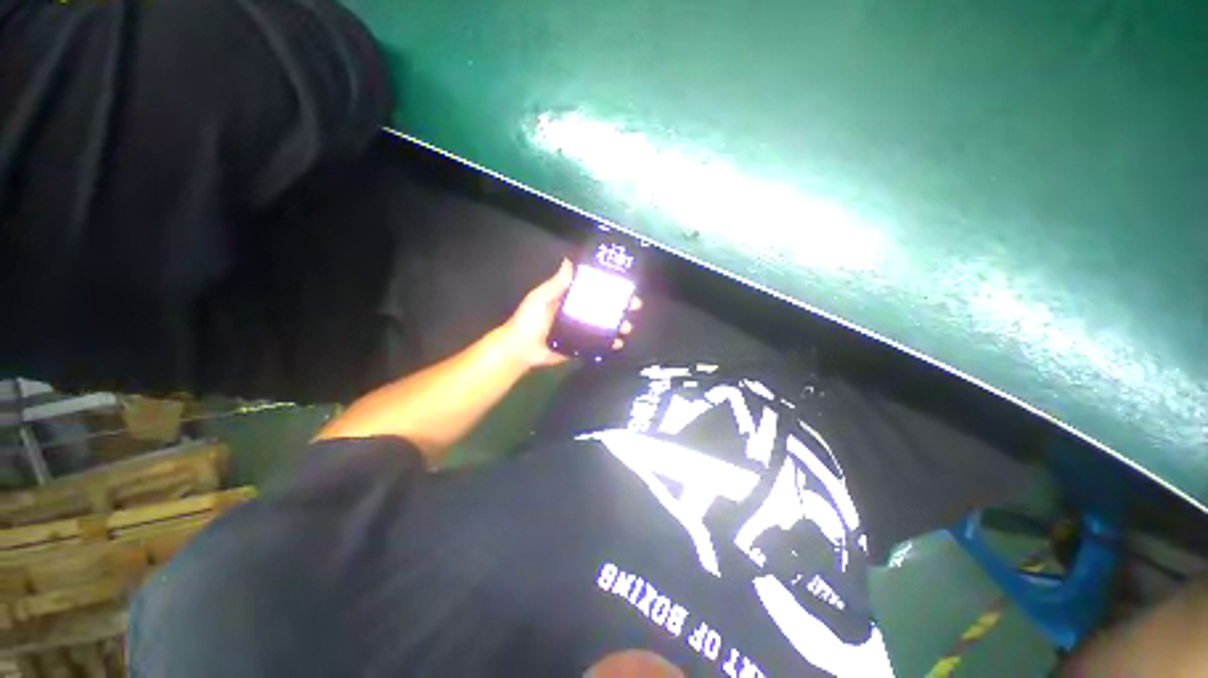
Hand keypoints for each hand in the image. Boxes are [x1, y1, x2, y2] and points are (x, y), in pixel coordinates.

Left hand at [501, 259, 639, 368]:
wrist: (521, 349)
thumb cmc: (529, 320)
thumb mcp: (540, 298)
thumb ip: (556, 284)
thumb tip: (569, 261)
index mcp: (569, 299)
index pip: (593, 290)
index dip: (609, 287)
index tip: (625, 285)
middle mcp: (577, 313)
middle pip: (603, 308)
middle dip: (620, 307)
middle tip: (634, 307)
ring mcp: (581, 331)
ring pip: (604, 326)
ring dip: (618, 326)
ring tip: (627, 328)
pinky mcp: (580, 346)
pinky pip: (598, 344)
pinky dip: (609, 344)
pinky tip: (618, 343)